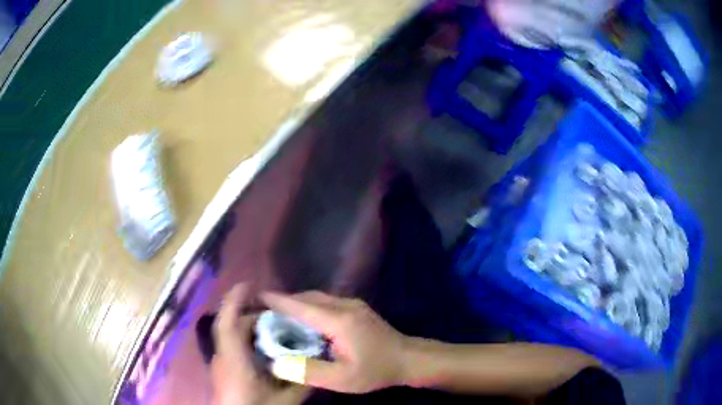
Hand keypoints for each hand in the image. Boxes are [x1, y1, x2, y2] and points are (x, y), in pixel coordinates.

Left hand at [212, 285, 309, 404]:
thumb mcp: (284, 400)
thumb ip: (301, 382)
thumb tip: (316, 364)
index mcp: (234, 360)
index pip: (227, 323)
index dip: (235, 300)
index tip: (249, 284)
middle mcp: (223, 357)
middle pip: (233, 327)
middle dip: (253, 316)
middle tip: (280, 316)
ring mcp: (221, 363)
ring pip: (232, 337)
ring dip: (251, 329)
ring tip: (276, 331)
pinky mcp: (223, 370)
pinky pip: (233, 347)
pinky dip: (247, 342)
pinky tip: (265, 351)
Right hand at [261, 291, 407, 393]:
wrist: (408, 359)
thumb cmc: (375, 370)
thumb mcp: (341, 379)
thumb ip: (308, 371)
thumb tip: (276, 363)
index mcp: (338, 320)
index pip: (300, 306)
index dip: (277, 300)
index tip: (256, 296)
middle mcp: (344, 305)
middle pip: (307, 298)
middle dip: (284, 301)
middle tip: (264, 311)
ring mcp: (353, 304)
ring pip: (317, 298)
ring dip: (297, 303)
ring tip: (279, 315)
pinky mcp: (357, 308)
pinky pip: (326, 302)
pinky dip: (309, 306)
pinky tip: (304, 319)